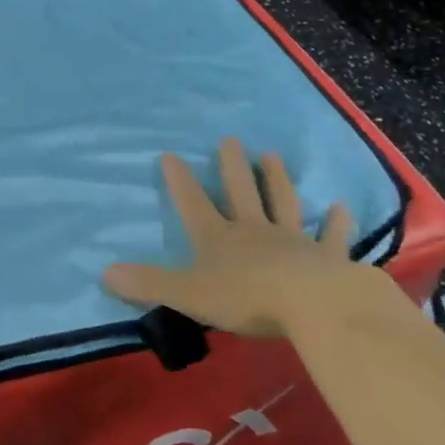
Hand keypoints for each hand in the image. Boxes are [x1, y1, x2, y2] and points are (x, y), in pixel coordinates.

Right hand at [104, 137, 365, 337]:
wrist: (313, 304)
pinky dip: (336, 223)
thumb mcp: (188, 294)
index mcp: (219, 239)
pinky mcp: (327, 257)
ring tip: (272, 155)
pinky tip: (341, 208)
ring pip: (283, 203)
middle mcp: (254, 231)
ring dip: (276, 180)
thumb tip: (104, 272)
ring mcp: (293, 241)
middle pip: (241, 193)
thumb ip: (149, 283)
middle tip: (230, 140)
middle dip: (233, 167)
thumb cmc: (246, 299)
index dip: (180, 181)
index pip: (193, 204)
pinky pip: (331, 237)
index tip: (170, 154)